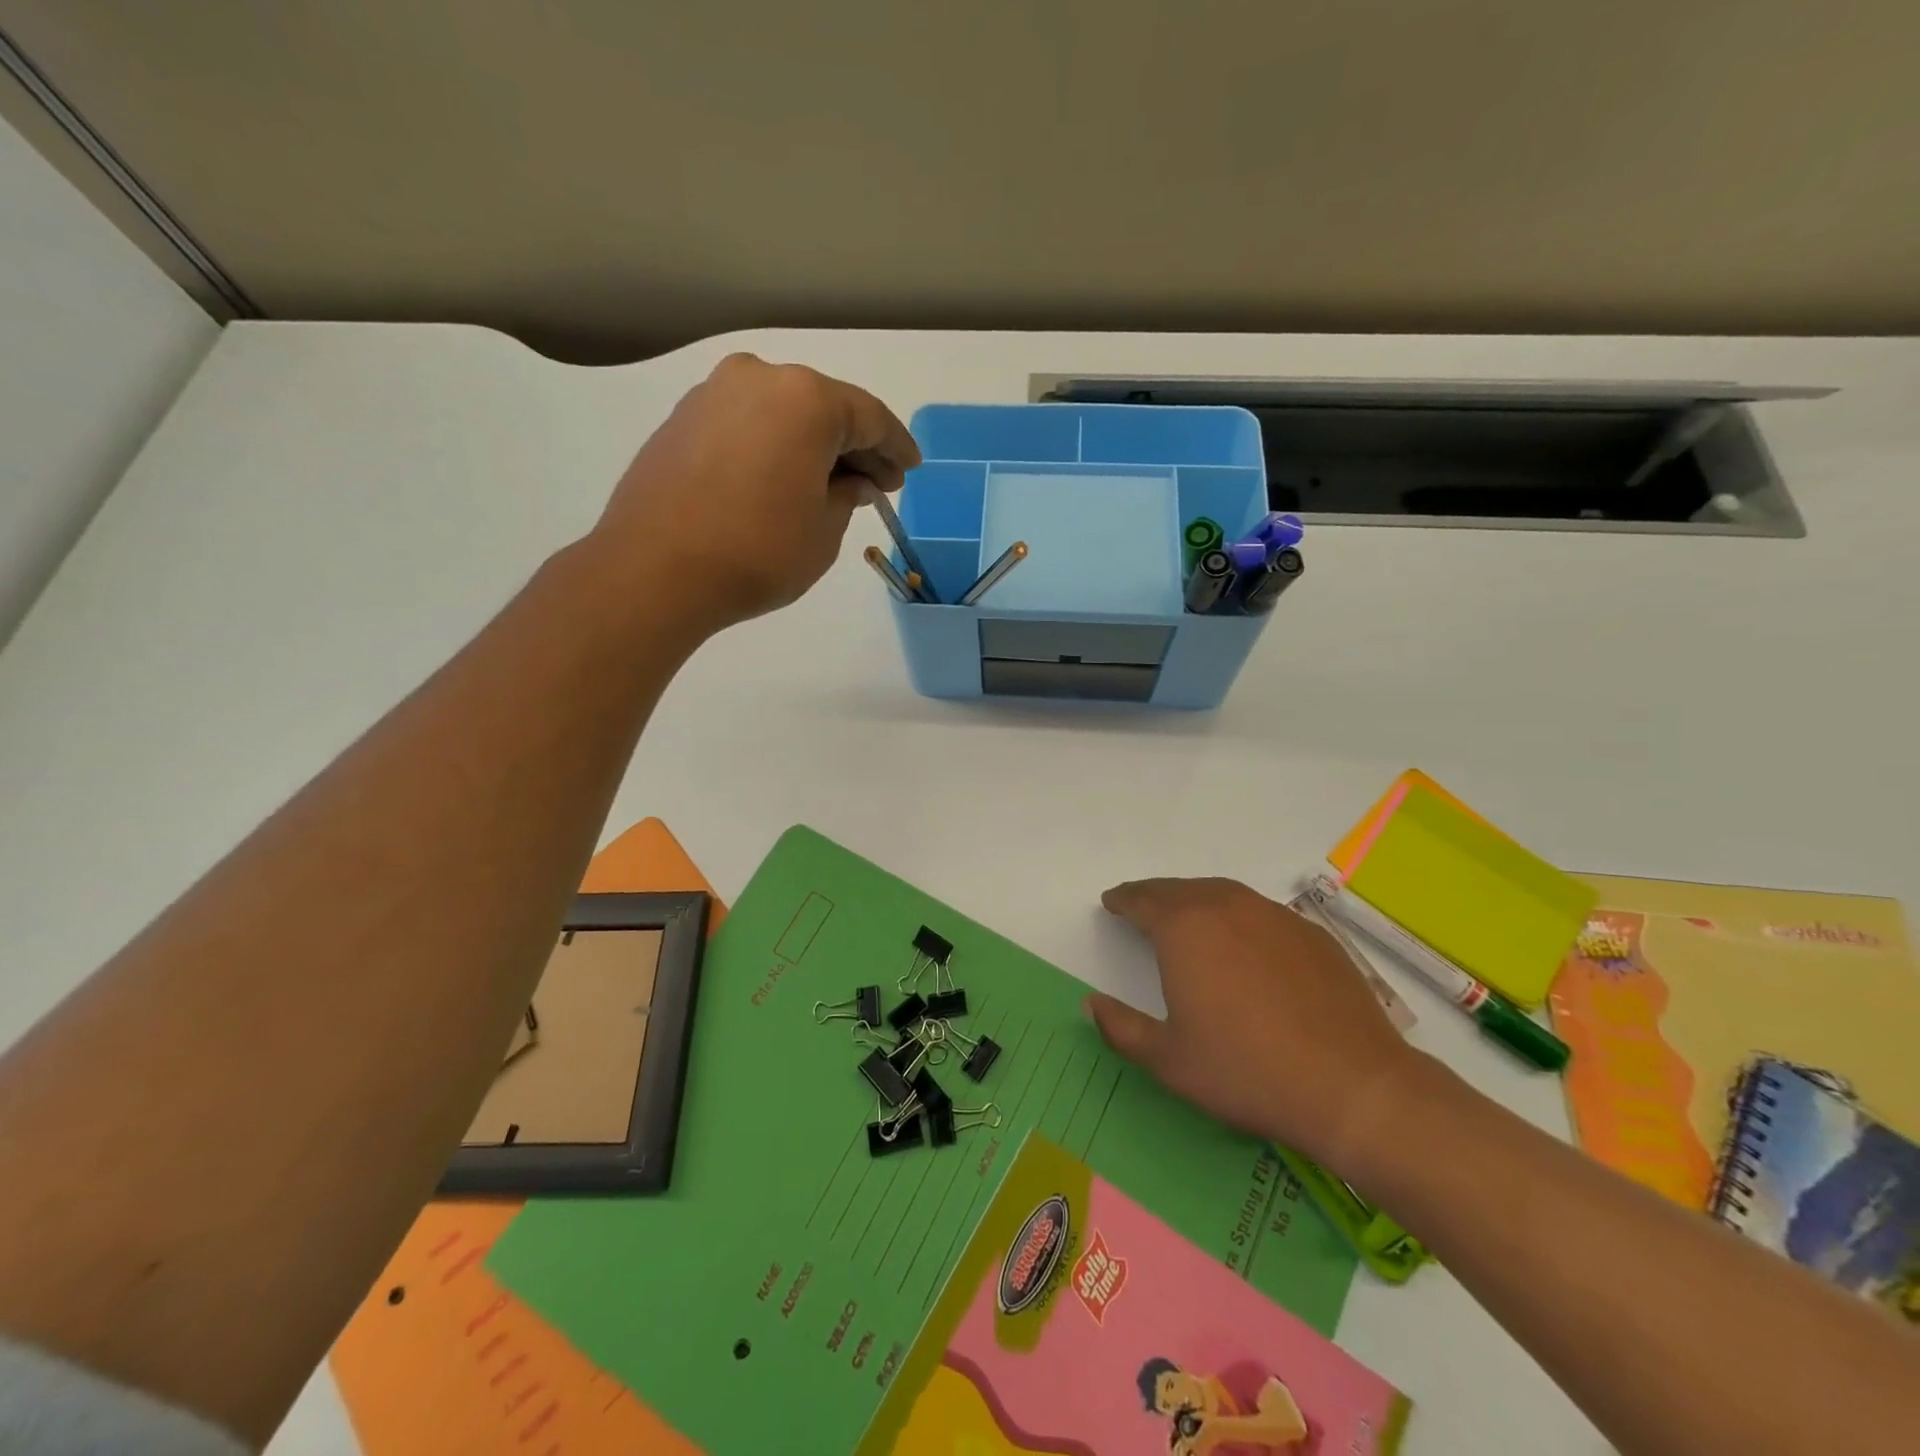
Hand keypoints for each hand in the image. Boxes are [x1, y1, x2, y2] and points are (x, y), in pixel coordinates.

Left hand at [592, 352, 919, 635]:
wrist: (655, 570)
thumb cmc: (758, 552)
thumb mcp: (824, 532)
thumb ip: (848, 496)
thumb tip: (854, 482)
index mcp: (806, 399)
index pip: (870, 418)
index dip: (896, 448)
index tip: (910, 470)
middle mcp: (760, 379)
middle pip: (824, 408)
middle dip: (855, 446)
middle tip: (877, 482)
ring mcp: (714, 394)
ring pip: (782, 414)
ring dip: (812, 446)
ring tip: (830, 485)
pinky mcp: (683, 419)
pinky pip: (747, 425)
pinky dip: (773, 446)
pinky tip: (781, 479)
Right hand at [1088, 878, 1427, 1169]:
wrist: (1351, 1087)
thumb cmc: (1245, 1071)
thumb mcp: (1168, 1060)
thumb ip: (1121, 1027)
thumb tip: (1091, 1003)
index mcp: (1185, 929)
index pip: (1143, 901)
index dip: (1123, 900)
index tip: (1111, 902)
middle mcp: (1228, 907)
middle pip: (1181, 890)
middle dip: (1156, 895)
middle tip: (1142, 906)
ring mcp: (1275, 918)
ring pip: (1223, 894)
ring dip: (1197, 900)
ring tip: (1187, 917)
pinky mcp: (1313, 936)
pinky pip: (1261, 913)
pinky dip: (1238, 917)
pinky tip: (1244, 944)